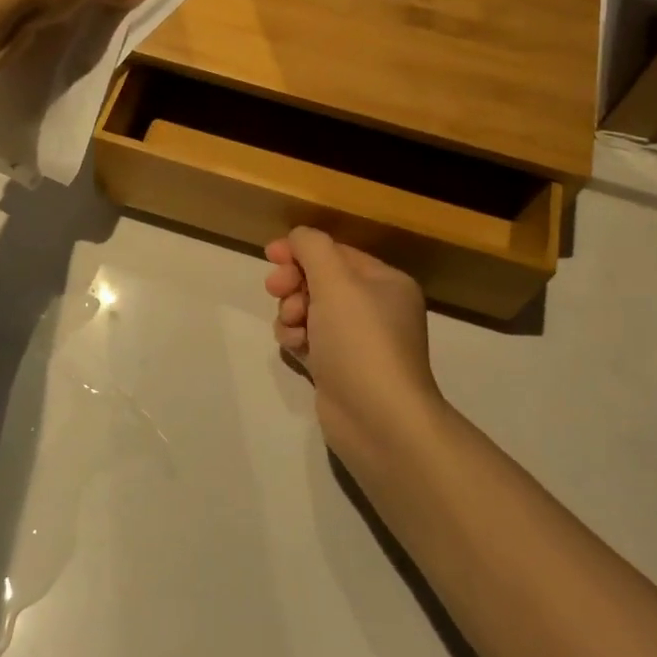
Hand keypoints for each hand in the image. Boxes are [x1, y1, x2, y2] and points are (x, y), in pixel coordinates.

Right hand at [264, 228, 449, 464]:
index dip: (302, 250)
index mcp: (385, 282)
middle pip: (321, 280)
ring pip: (309, 310)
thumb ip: (312, 248)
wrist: (378, 420)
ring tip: (291, 327)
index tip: (270, 255)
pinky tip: (294, 348)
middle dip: (294, 283)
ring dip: (291, 312)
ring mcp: (357, 342)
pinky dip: (297, 339)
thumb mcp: (336, 281)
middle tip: (277, 290)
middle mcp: (375, 309)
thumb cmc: (360, 341)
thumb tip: (298, 237)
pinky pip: (309, 340)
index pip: (336, 252)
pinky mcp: (339, 370)